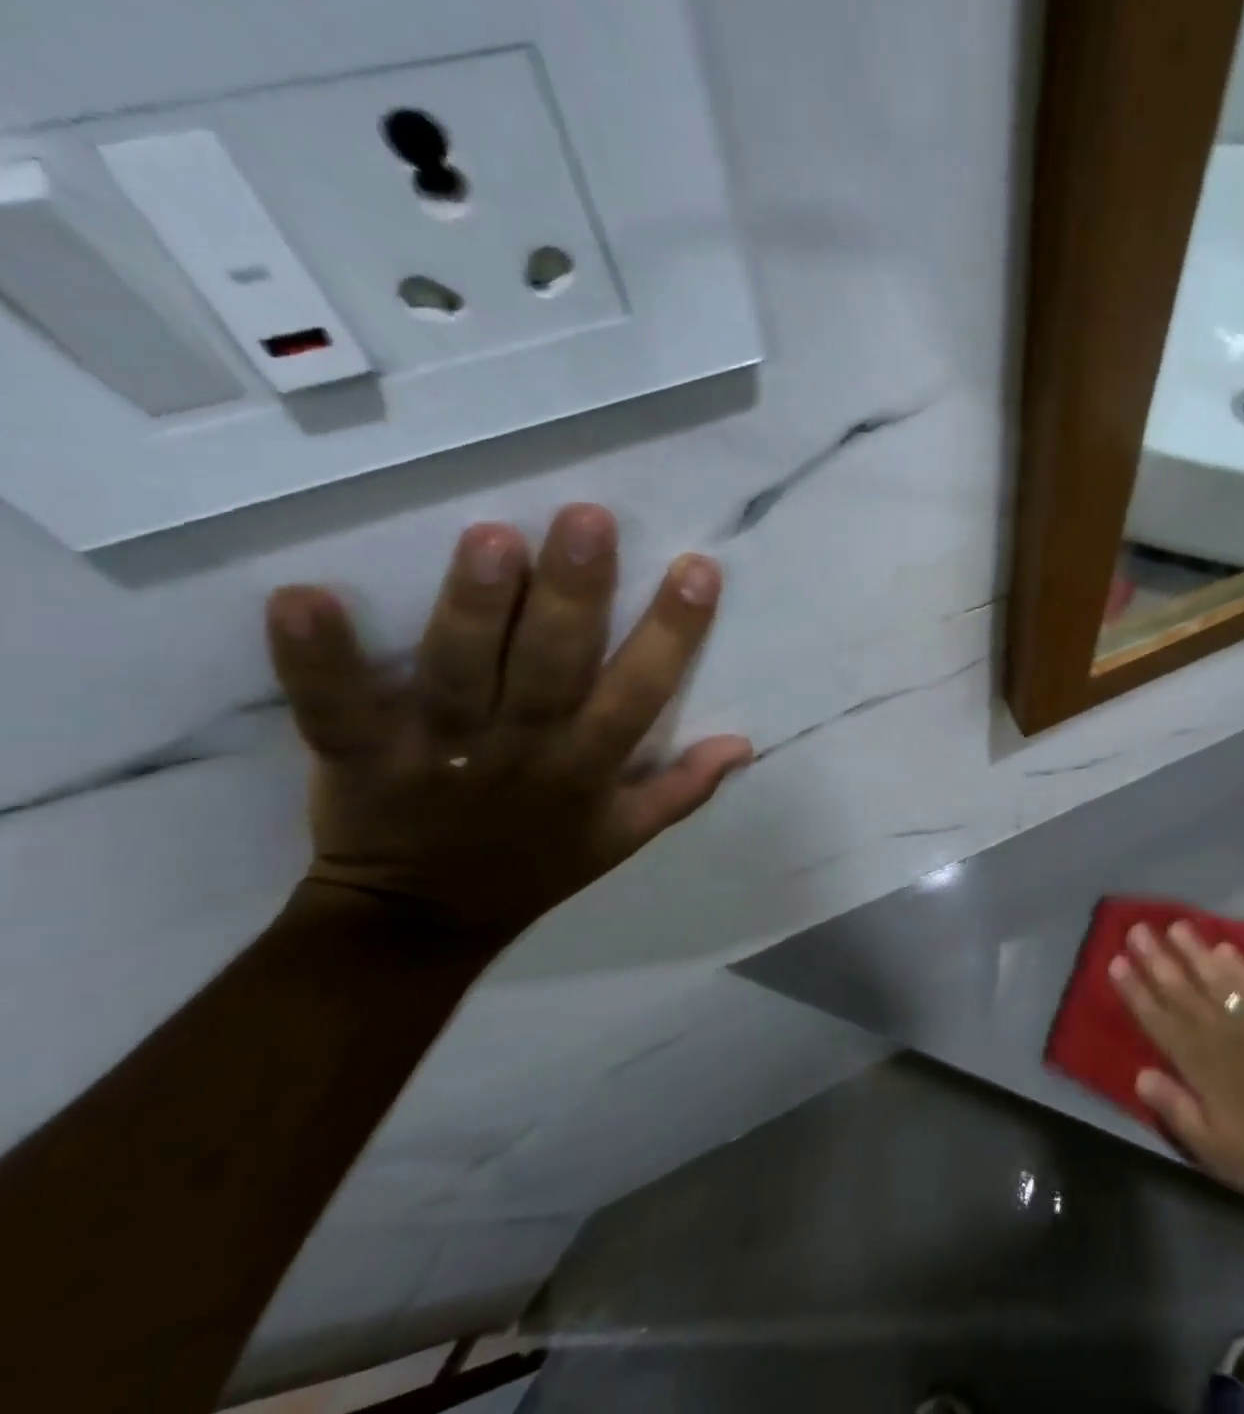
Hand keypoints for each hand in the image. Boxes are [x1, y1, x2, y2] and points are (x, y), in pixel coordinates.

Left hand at [265, 504, 751, 944]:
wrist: (421, 921)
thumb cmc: (537, 865)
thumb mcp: (625, 838)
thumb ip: (684, 789)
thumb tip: (743, 743)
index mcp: (587, 769)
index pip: (639, 693)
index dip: (672, 633)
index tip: (697, 569)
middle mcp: (521, 752)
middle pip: (552, 670)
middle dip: (574, 595)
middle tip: (588, 519)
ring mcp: (437, 753)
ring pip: (461, 675)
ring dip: (476, 610)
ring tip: (492, 538)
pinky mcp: (359, 755)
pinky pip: (334, 708)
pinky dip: (315, 660)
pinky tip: (302, 597)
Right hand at [1110, 921, 1243, 1205]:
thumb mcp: (1209, 1145)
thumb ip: (1174, 1107)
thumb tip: (1140, 1073)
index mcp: (1195, 1062)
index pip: (1156, 1018)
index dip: (1135, 990)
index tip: (1116, 962)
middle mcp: (1216, 1032)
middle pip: (1179, 989)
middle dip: (1156, 959)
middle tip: (1137, 930)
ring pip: (1214, 979)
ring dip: (1192, 951)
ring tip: (1175, 926)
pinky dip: (1238, 966)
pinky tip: (1225, 947)